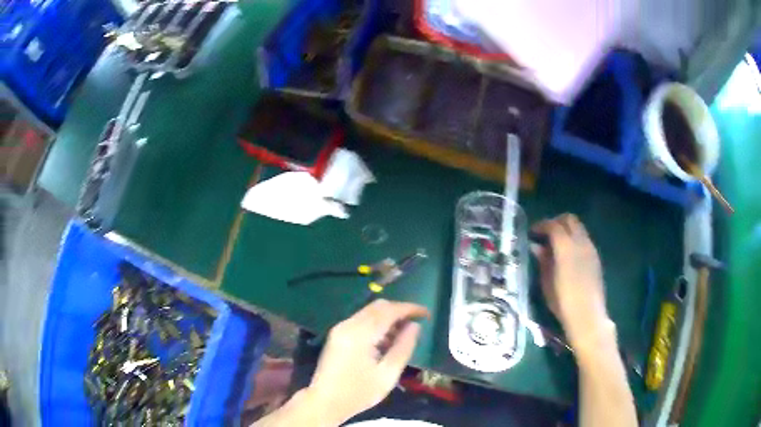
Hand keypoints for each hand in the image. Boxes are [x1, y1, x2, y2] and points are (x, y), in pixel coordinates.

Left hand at [306, 300, 429, 424]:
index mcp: (360, 334)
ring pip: (369, 312)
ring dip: (388, 318)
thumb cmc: (358, 393)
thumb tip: (415, 326)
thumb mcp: (387, 375)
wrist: (324, 402)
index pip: (389, 310)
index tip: (427, 314)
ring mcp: (340, 328)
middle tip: (416, 324)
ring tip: (402, 336)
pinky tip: (385, 341)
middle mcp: (348, 325)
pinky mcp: (337, 334)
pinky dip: (377, 324)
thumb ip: (403, 348)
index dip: (410, 309)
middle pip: (378, 306)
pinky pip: (361, 320)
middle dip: (399, 311)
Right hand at [531, 214, 610, 350]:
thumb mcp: (547, 282)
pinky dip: (575, 239)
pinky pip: (584, 239)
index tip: (532, 232)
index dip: (541, 225)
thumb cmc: (563, 301)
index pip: (553, 225)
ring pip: (579, 228)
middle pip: (570, 219)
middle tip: (545, 233)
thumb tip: (536, 246)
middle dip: (556, 222)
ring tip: (556, 244)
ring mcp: (591, 248)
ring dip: (567, 230)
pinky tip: (568, 255)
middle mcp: (581, 242)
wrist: (587, 315)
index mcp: (566, 247)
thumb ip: (543, 260)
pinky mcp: (596, 257)